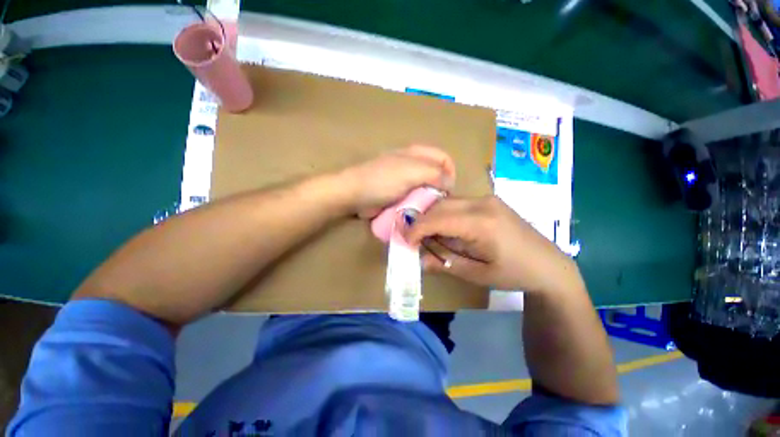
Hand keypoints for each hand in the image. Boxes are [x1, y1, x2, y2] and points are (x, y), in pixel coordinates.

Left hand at [338, 145, 455, 217]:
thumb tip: (449, 183)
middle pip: (435, 174)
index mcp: (417, 154)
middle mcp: (412, 164)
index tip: (448, 190)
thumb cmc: (382, 180)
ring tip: (428, 209)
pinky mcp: (397, 193)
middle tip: (437, 202)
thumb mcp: (411, 172)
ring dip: (429, 198)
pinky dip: (418, 203)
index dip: (450, 172)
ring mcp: (404, 180)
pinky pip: (414, 197)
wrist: (354, 194)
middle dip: (439, 187)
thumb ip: (434, 174)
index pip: (443, 158)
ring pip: (425, 187)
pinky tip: (417, 211)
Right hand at [404, 196, 581, 293]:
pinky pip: (457, 203)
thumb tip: (419, 259)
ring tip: (429, 236)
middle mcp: (483, 203)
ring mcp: (487, 198)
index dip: (417, 229)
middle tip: (414, 239)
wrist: (549, 265)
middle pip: (440, 206)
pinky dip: (445, 214)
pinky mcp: (489, 200)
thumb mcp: (477, 274)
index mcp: (482, 223)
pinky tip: (446, 228)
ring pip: (447, 202)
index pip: (438, 219)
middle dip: (422, 221)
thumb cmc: (514, 273)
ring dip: (433, 217)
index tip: (405, 241)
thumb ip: (445, 263)